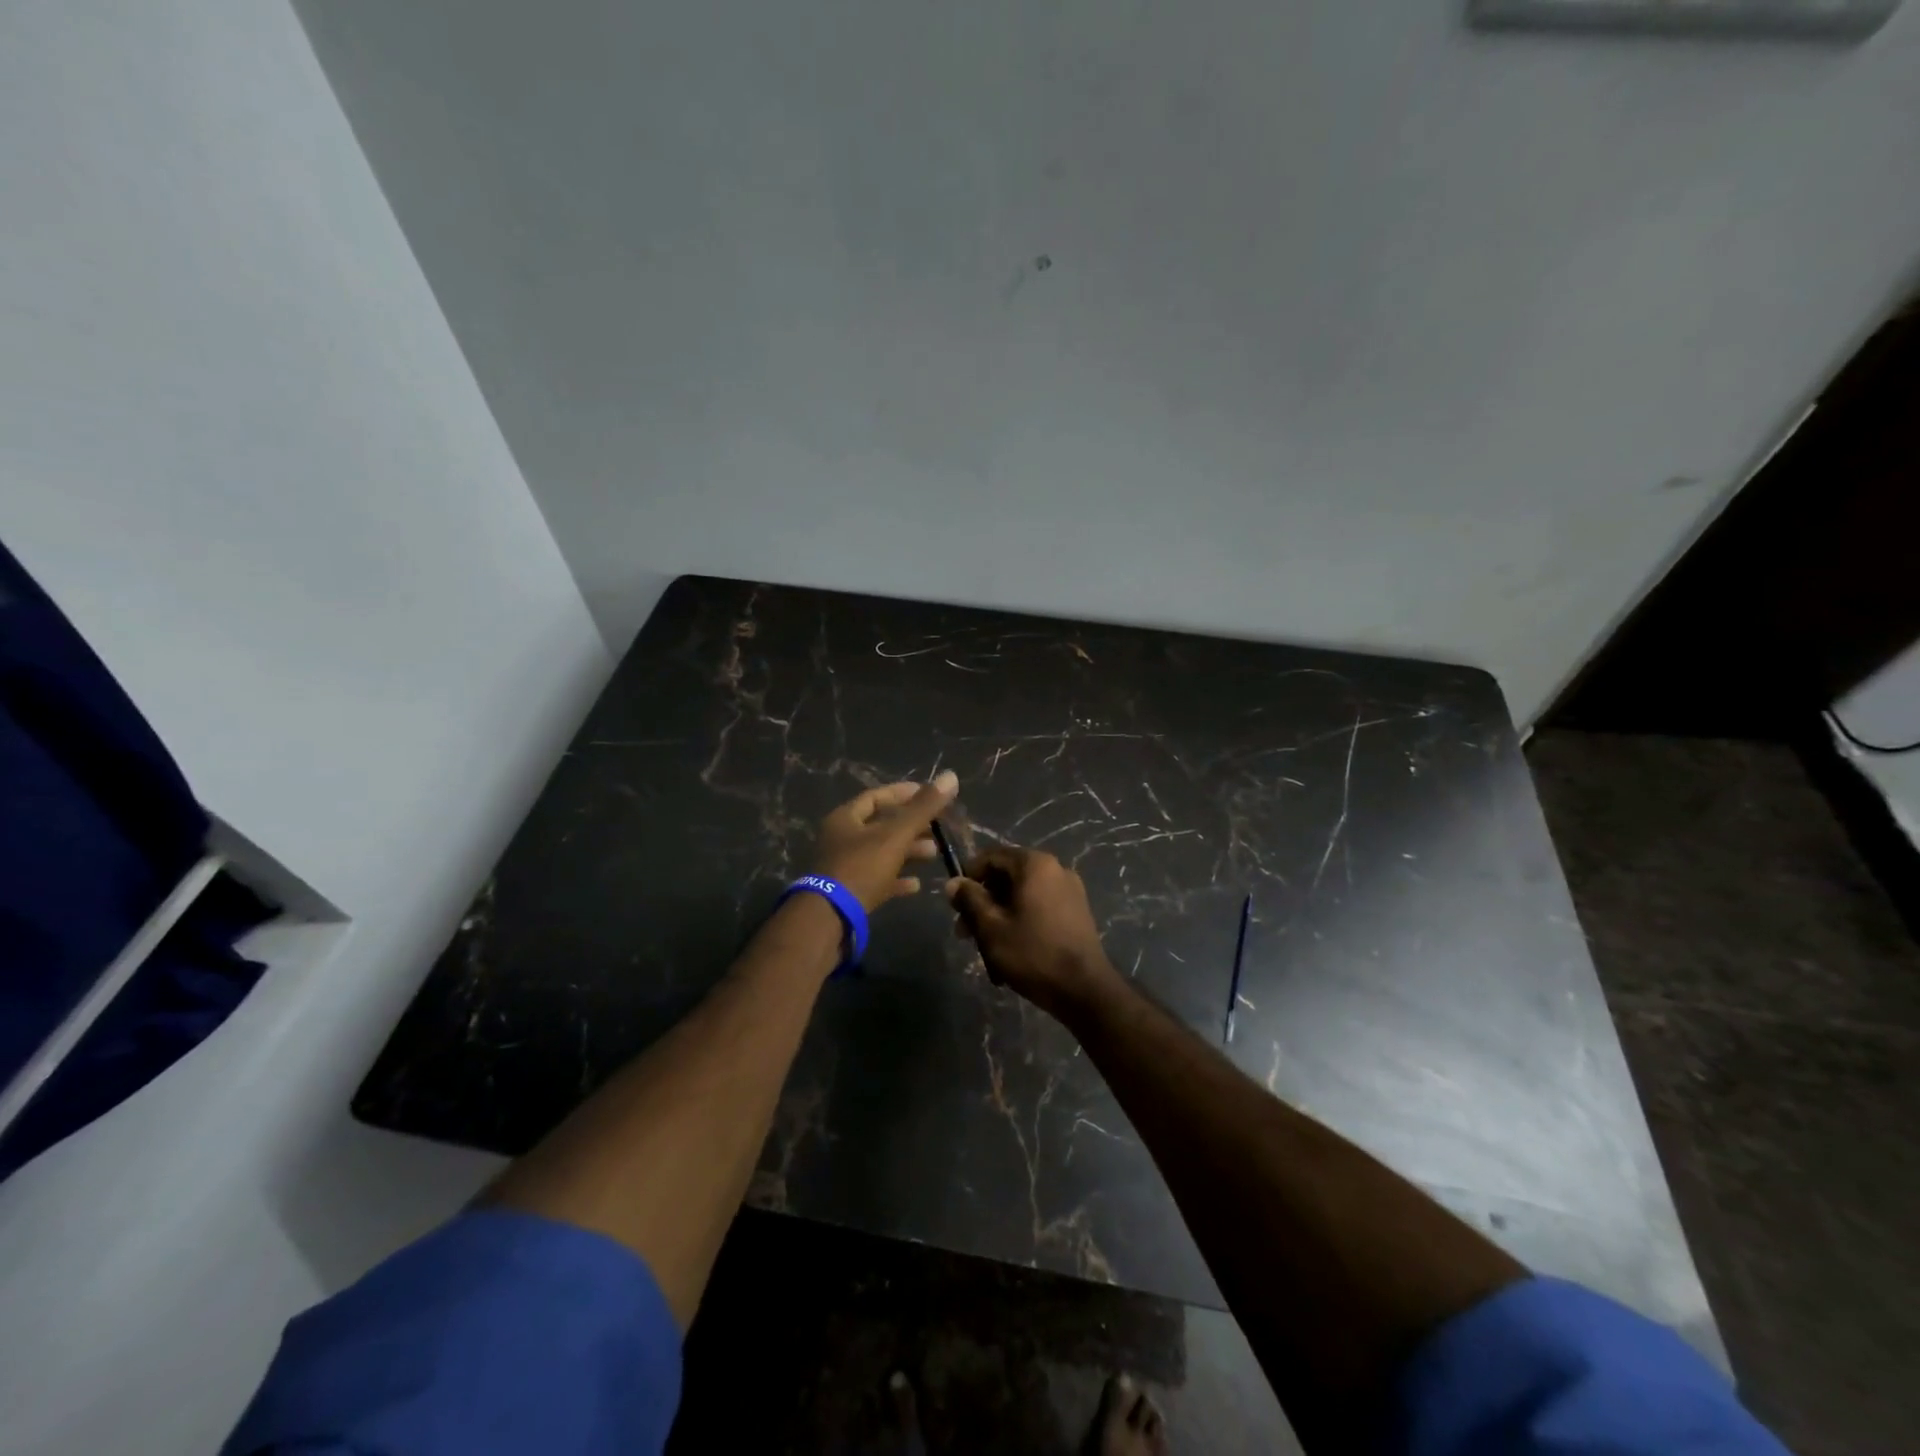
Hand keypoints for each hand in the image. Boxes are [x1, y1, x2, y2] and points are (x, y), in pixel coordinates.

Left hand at [810, 771, 957, 910]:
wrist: (830, 918)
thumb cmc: (861, 868)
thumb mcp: (896, 835)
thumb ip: (923, 808)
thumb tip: (950, 776)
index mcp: (845, 818)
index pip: (876, 796)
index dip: (903, 793)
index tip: (929, 794)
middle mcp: (841, 839)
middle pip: (880, 825)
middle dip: (911, 825)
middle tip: (937, 827)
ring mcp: (844, 867)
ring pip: (881, 853)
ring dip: (907, 852)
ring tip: (934, 853)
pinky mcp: (850, 893)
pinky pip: (877, 880)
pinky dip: (897, 879)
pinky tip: (917, 885)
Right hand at [946, 846, 1118, 1021]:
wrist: (1085, 990)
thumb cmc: (1033, 953)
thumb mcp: (991, 927)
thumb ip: (970, 899)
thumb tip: (953, 882)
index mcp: (1035, 864)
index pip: (991, 856)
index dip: (968, 877)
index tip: (955, 904)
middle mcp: (1056, 869)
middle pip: (1007, 876)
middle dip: (983, 902)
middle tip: (965, 933)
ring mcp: (1070, 890)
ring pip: (1022, 894)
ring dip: (999, 915)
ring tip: (985, 947)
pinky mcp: (1077, 912)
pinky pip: (1039, 907)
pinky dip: (1021, 921)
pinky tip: (1011, 949)